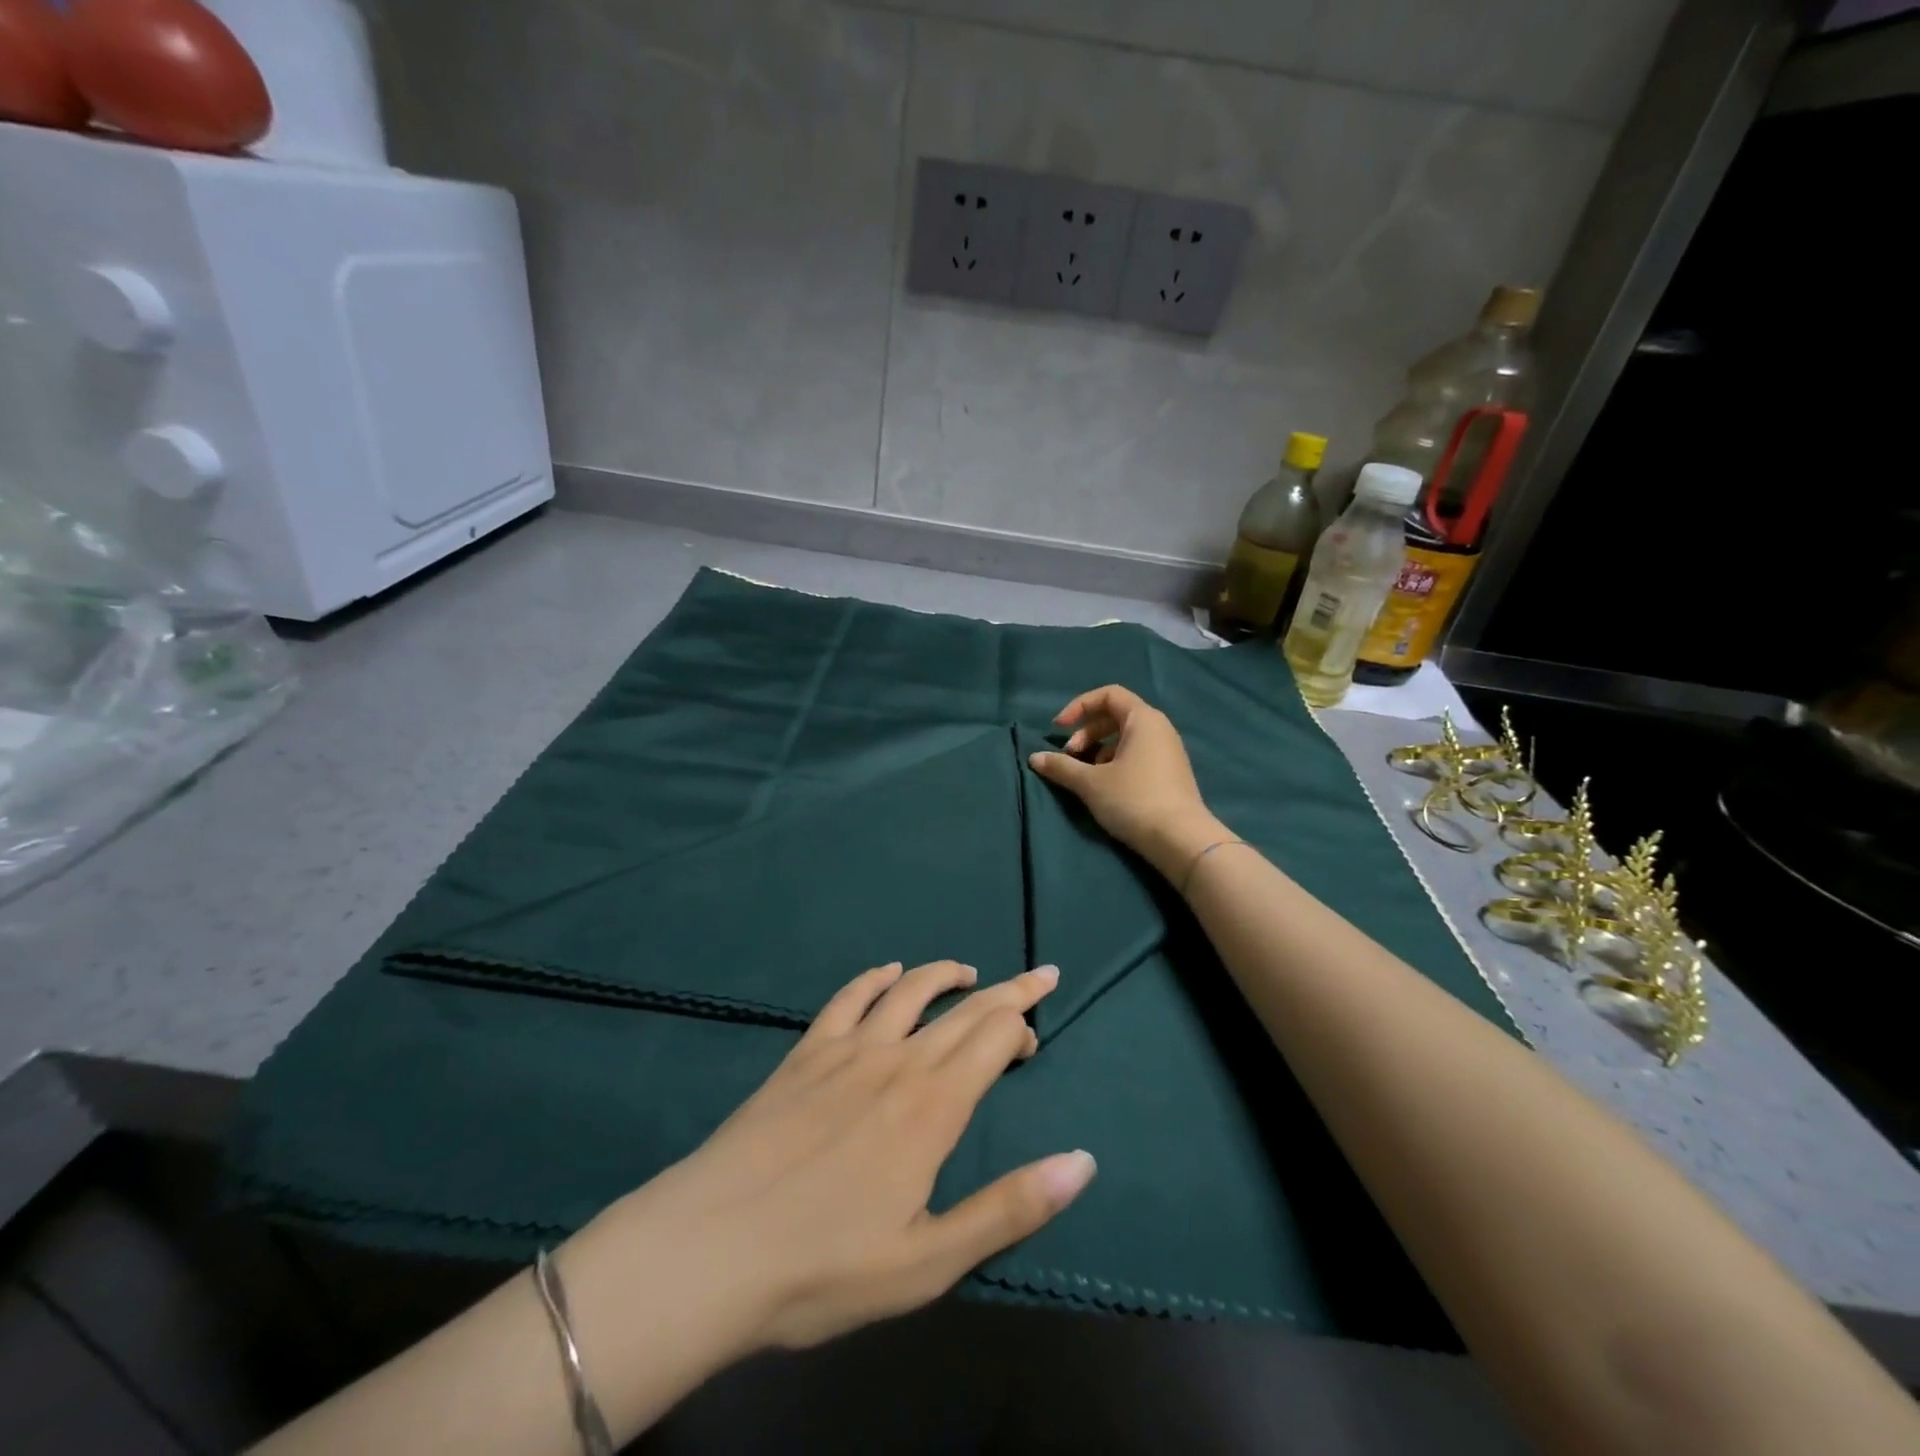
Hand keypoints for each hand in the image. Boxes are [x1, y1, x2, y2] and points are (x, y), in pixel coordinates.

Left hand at [577, 960, 1094, 1363]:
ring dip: (944, 974)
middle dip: (1007, 989)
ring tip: (967, 971)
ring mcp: (846, 1050)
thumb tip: (1083, 1161)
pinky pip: (848, 998)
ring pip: (909, 991)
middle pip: (964, 1009)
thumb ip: (1009, 1207)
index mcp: (933, 1106)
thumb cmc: (825, 1267)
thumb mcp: (930, 1260)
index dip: (1021, 1026)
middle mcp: (897, 1061)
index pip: (993, 1038)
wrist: (711, 1249)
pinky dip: (874, 978)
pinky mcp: (804, 1053)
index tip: (1035, 1037)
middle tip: (1037, 976)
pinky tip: (886, 973)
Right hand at [1027, 685, 1227, 879]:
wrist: (1180, 840)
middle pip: (1116, 716)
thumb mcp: (1090, 783)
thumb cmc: (1133, 800)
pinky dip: (1115, 762)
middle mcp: (1159, 729)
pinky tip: (1105, 787)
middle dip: (1086, 732)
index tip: (1059, 728)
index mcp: (1143, 720)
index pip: (1109, 694)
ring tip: (1085, 775)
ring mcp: (1168, 752)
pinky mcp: (1170, 773)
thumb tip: (1034, 758)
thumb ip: (1061, 766)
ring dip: (1098, 750)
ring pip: (1125, 738)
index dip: (1079, 706)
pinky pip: (1137, 755)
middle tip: (1070, 756)